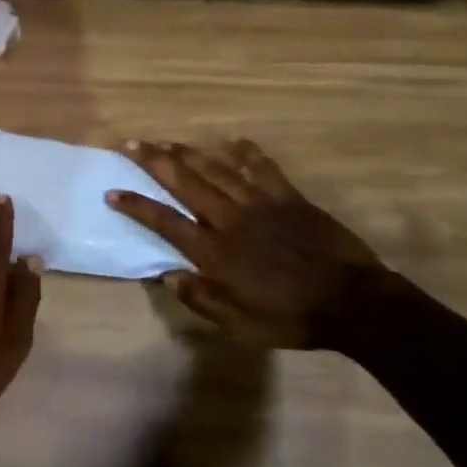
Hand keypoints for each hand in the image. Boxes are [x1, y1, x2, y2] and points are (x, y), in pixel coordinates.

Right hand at [106, 139, 382, 350]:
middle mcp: (231, 221)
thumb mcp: (239, 324)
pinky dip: (248, 154)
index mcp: (215, 252)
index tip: (112, 191)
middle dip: (156, 162)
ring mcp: (262, 205)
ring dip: (190, 153)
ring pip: (218, 170)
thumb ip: (201, 299)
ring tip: (167, 141)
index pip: (165, 222)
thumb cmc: (291, 318)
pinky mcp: (290, 199)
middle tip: (132, 143)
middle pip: (186, 184)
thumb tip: (168, 275)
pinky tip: (234, 141)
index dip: (137, 205)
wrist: (354, 304)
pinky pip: (265, 169)